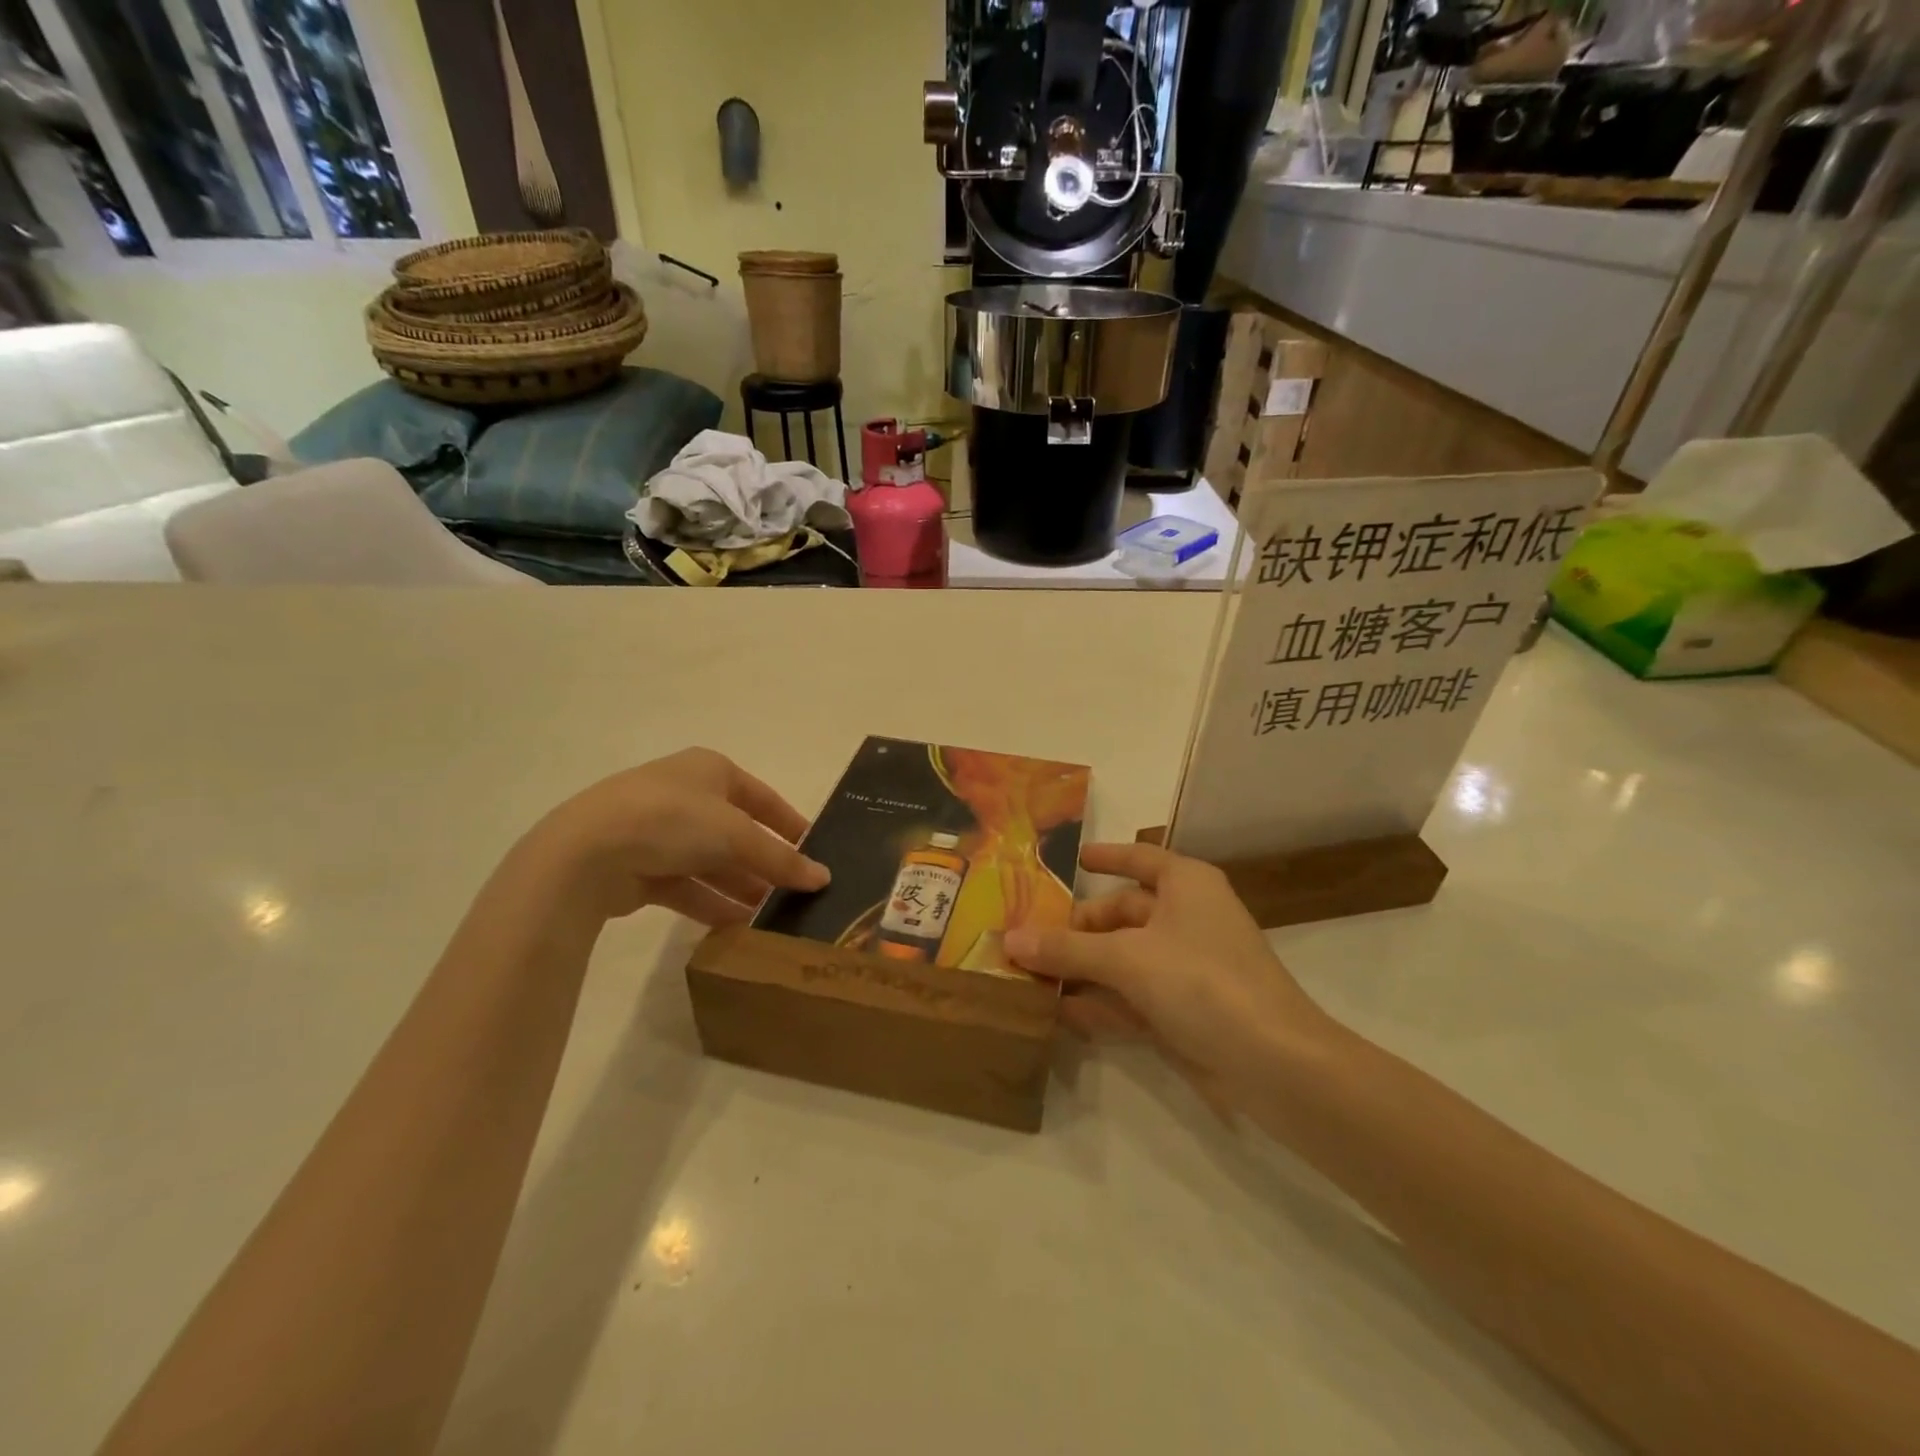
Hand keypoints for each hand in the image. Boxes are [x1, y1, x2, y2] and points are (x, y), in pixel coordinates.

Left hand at [521, 748, 828, 922]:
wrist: (586, 853)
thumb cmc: (673, 821)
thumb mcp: (737, 836)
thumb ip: (781, 859)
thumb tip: (823, 878)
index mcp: (710, 770)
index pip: (762, 798)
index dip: (790, 824)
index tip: (815, 852)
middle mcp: (685, 795)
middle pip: (736, 833)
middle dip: (764, 864)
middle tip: (796, 895)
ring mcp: (658, 831)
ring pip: (711, 863)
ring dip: (740, 888)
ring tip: (773, 919)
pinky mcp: (638, 867)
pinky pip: (685, 886)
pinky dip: (710, 903)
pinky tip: (736, 928)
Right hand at [1004, 843, 1330, 1114]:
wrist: (1276, 1065)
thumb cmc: (1203, 982)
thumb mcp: (1127, 959)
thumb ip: (1067, 949)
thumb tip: (1010, 939)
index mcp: (1185, 885)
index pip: (1139, 859)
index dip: (1106, 857)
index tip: (1071, 860)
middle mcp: (1186, 919)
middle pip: (1121, 915)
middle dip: (1075, 930)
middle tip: (1026, 941)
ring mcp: (1186, 968)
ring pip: (1122, 959)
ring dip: (1080, 970)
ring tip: (1029, 977)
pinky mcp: (1184, 1011)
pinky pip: (1131, 998)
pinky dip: (1100, 1004)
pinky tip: (1059, 1015)